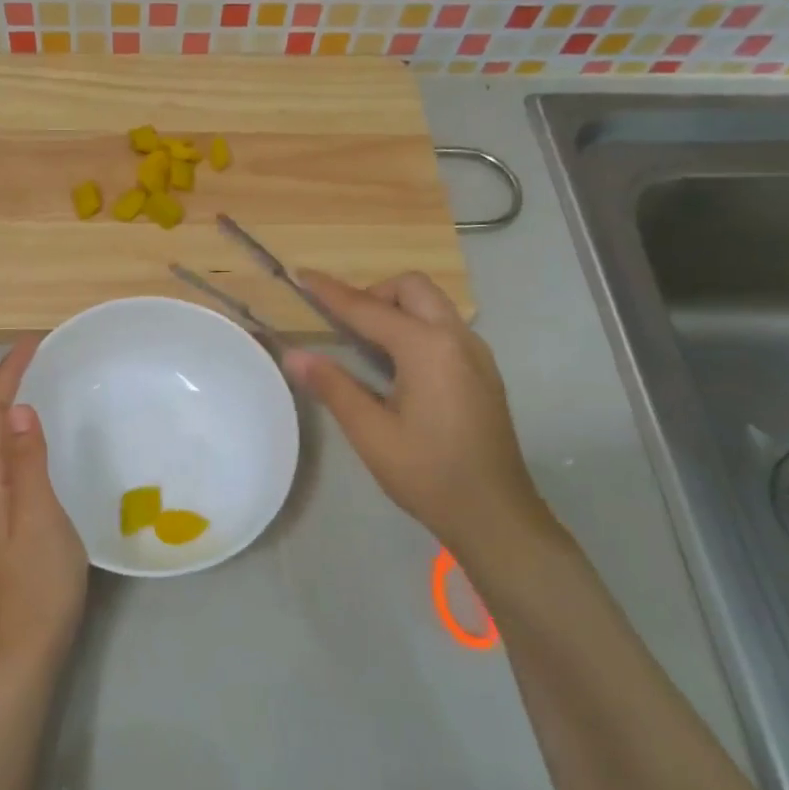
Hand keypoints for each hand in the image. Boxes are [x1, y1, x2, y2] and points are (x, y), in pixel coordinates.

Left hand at [0, 338, 88, 671]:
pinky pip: (9, 462)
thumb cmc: (38, 581)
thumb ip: (29, 462)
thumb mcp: (40, 515)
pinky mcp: (2, 521)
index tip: (33, 341)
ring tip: (45, 383)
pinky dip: (24, 437)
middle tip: (43, 356)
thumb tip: (20, 409)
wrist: (26, 646)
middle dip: (10, 384)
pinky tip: (45, 439)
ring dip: (16, 408)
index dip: (9, 374)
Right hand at [283, 272, 553, 553]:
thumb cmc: (428, 473)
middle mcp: (457, 339)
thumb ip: (333, 386)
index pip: (368, 308)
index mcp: (427, 348)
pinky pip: (444, 328)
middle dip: (373, 293)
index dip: (331, 292)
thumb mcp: (370, 432)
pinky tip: (398, 367)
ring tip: (365, 344)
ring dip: (396, 308)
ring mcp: (476, 354)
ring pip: (433, 305)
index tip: (303, 275)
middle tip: (344, 325)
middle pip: (412, 288)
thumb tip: (293, 355)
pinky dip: (415, 327)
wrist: (495, 514)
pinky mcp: (483, 372)